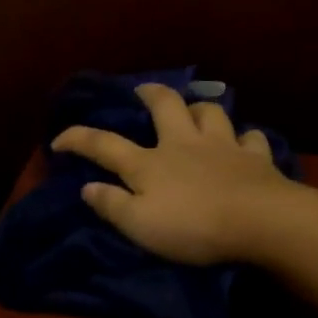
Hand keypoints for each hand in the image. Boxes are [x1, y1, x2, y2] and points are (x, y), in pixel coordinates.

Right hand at [51, 82, 296, 265]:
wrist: (259, 222)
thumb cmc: (192, 227)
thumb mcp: (139, 225)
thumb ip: (112, 205)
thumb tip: (87, 187)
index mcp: (149, 163)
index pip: (104, 145)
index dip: (78, 139)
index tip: (58, 140)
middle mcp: (183, 144)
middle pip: (165, 106)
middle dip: (150, 94)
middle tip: (143, 91)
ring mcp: (222, 146)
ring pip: (210, 112)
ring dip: (198, 109)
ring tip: (194, 113)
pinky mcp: (256, 158)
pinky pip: (251, 138)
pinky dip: (245, 139)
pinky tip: (243, 143)